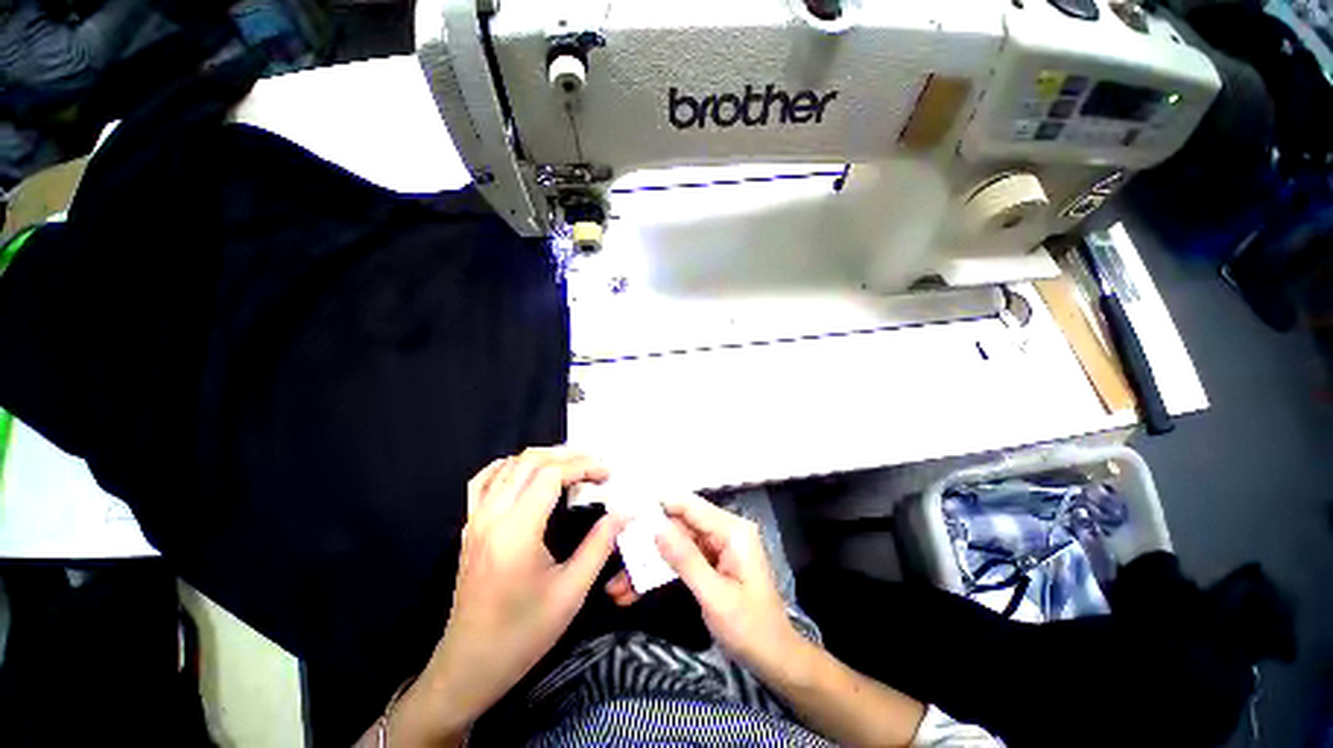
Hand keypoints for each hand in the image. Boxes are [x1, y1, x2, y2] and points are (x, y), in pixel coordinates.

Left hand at [401, 448, 624, 739]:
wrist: (469, 666)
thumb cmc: (524, 634)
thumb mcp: (571, 592)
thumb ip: (600, 545)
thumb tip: (624, 512)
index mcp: (516, 532)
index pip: (551, 475)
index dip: (583, 466)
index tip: (608, 474)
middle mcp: (491, 517)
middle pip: (530, 461)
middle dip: (568, 455)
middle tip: (595, 466)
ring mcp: (475, 520)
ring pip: (509, 465)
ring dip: (544, 458)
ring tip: (572, 467)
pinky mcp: (470, 527)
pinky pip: (484, 481)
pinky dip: (509, 467)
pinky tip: (527, 473)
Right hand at [607, 493, 805, 679]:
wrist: (775, 659)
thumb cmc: (751, 628)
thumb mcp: (715, 596)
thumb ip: (686, 559)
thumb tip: (656, 528)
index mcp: (732, 531)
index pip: (690, 506)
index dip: (659, 504)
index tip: (627, 507)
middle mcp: (723, 532)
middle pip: (678, 526)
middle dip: (647, 542)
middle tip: (615, 551)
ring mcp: (716, 548)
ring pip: (674, 545)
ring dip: (648, 563)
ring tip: (617, 584)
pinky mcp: (709, 563)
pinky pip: (680, 561)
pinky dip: (659, 574)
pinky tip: (634, 590)